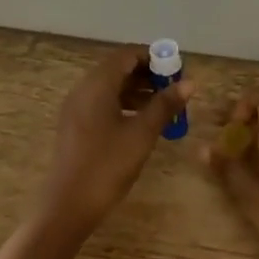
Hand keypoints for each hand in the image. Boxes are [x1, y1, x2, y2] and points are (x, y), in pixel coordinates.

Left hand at [37, 45, 193, 238]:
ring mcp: (76, 108)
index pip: (127, 54)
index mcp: (97, 84)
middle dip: (147, 75)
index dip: (154, 57)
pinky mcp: (76, 126)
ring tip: (164, 107)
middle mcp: (83, 89)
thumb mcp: (142, 134)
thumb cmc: (108, 165)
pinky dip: (124, 105)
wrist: (69, 204)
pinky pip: (102, 104)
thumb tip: (189, 83)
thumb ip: (165, 105)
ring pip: (110, 87)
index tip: (177, 71)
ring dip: (138, 91)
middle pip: (118, 69)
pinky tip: (142, 123)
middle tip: (174, 90)